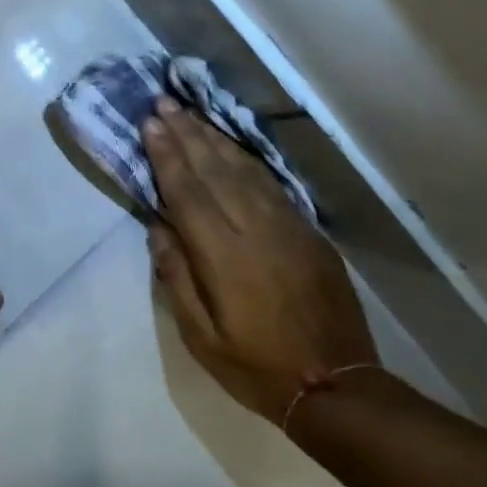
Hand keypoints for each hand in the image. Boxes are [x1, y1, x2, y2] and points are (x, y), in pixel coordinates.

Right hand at [144, 97, 376, 423]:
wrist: (336, 384)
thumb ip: (177, 278)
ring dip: (215, 139)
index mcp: (224, 256)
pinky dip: (248, 160)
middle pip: (215, 171)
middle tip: (164, 103)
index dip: (167, 156)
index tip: (150, 124)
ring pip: (245, 170)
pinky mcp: (309, 232)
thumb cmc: (257, 366)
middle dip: (187, 134)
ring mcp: (288, 227)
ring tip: (191, 115)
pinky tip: (233, 148)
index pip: (188, 193)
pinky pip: (272, 185)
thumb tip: (158, 228)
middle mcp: (256, 230)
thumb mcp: (202, 337)